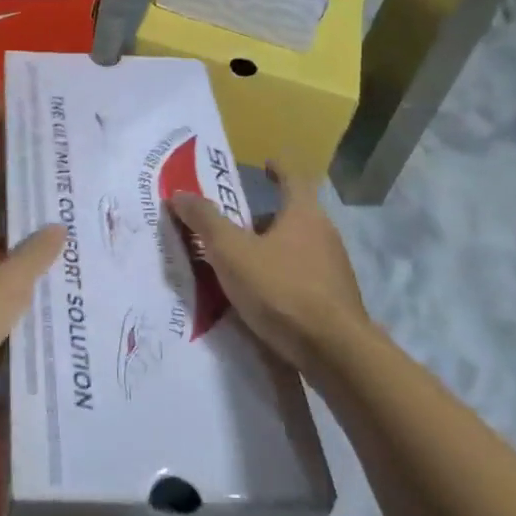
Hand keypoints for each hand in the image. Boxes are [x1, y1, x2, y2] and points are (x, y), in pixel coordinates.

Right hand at [168, 162, 367, 373]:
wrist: (334, 352)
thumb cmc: (280, 289)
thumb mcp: (231, 252)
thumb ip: (204, 221)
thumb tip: (180, 194)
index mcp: (304, 214)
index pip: (292, 178)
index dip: (278, 168)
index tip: (266, 163)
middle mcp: (325, 235)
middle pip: (294, 215)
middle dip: (265, 216)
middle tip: (236, 223)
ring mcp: (334, 268)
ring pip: (298, 247)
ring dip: (272, 248)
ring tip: (243, 262)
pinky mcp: (335, 299)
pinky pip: (303, 275)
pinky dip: (282, 275)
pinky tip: (263, 295)